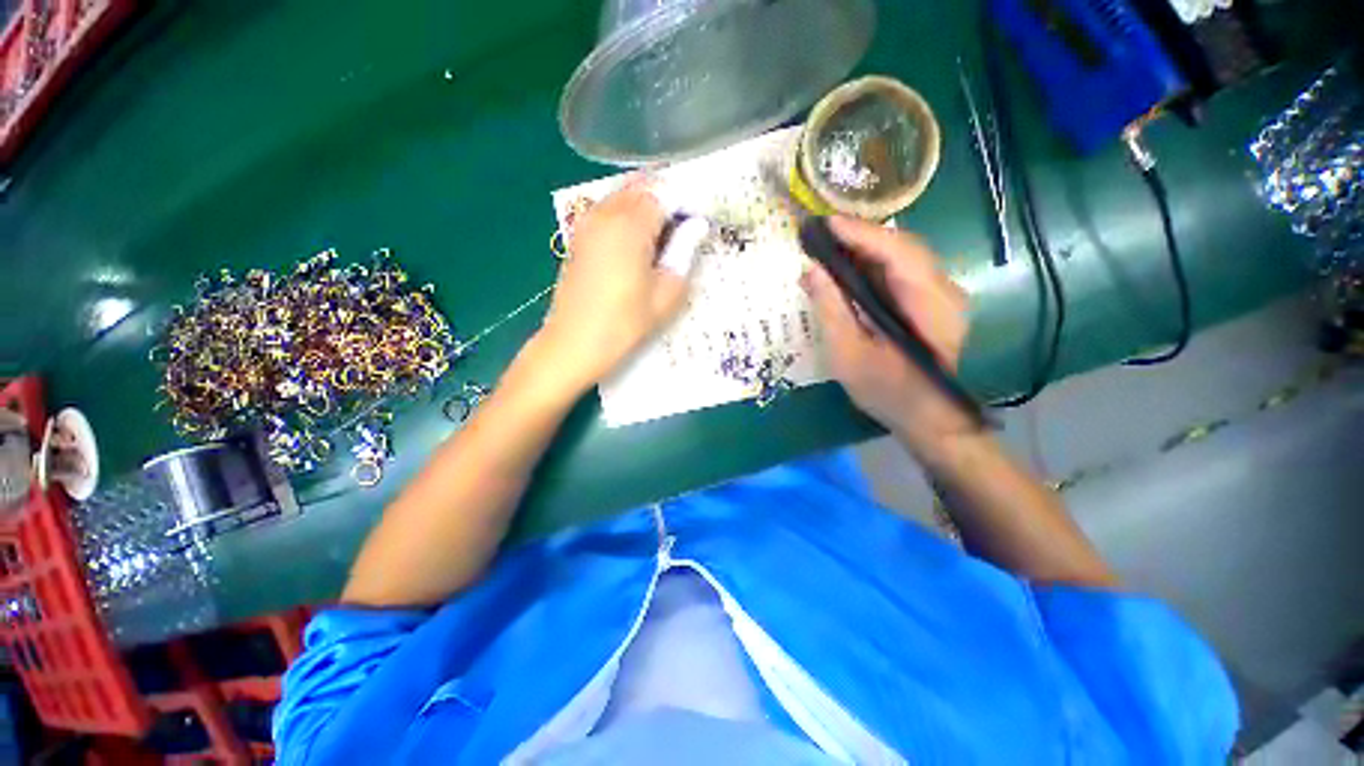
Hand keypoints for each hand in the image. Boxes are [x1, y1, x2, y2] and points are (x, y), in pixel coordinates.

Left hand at [535, 184, 694, 391]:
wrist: (574, 343)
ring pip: (624, 197)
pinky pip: (608, 211)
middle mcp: (606, 213)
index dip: (687, 205)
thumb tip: (698, 225)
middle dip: (667, 202)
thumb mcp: (666, 293)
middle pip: (643, 188)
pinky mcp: (578, 236)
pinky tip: (636, 246)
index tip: (699, 226)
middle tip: (683, 233)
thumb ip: (684, 253)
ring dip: (646, 209)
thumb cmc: (625, 323)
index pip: (666, 194)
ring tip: (662, 241)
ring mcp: (587, 222)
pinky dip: (627, 217)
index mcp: (631, 224)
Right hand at [801, 216, 972, 454]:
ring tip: (832, 246)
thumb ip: (831, 311)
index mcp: (930, 305)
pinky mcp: (935, 302)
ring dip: (869, 247)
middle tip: (822, 235)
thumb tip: (811, 271)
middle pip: (904, 247)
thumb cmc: (888, 392)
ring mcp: (944, 295)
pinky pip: (905, 270)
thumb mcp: (849, 356)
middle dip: (862, 236)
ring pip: (905, 255)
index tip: (825, 224)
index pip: (897, 252)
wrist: (930, 419)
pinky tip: (852, 268)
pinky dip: (877, 263)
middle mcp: (945, 291)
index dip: (860, 234)